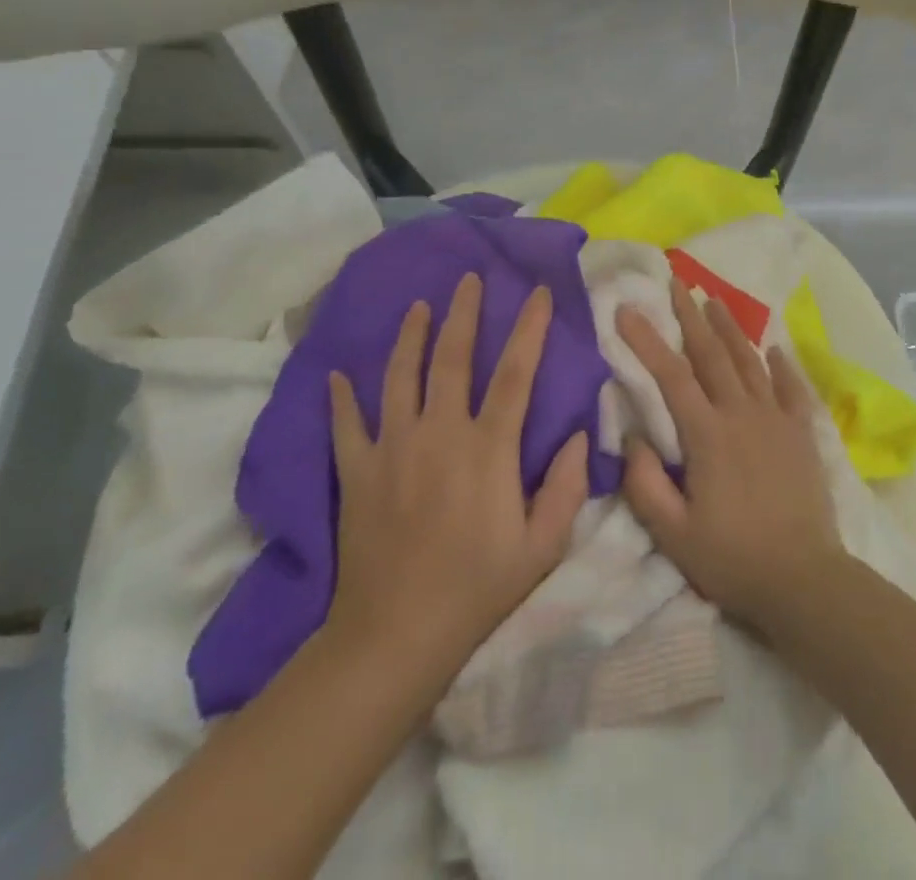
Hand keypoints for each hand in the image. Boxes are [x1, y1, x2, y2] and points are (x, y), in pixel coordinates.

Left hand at [324, 274, 589, 681]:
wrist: (395, 636)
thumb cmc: (478, 588)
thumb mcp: (543, 546)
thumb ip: (566, 486)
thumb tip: (578, 434)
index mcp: (487, 449)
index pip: (514, 373)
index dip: (528, 328)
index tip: (536, 292)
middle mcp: (438, 434)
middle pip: (451, 358)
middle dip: (463, 313)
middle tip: (468, 278)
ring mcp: (392, 450)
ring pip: (398, 378)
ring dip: (410, 337)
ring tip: (418, 306)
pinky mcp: (357, 473)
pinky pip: (346, 425)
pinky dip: (341, 398)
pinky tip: (337, 375)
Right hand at [616, 280, 842, 631]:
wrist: (803, 578)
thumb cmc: (732, 559)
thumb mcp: (673, 534)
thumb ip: (645, 483)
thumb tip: (631, 435)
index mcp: (708, 435)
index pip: (671, 376)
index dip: (646, 340)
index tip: (627, 309)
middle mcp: (742, 413)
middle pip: (712, 355)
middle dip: (691, 316)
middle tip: (676, 284)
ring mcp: (776, 419)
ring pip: (749, 362)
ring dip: (730, 329)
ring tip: (715, 300)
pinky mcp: (802, 433)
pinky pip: (791, 388)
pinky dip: (782, 365)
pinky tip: (775, 348)